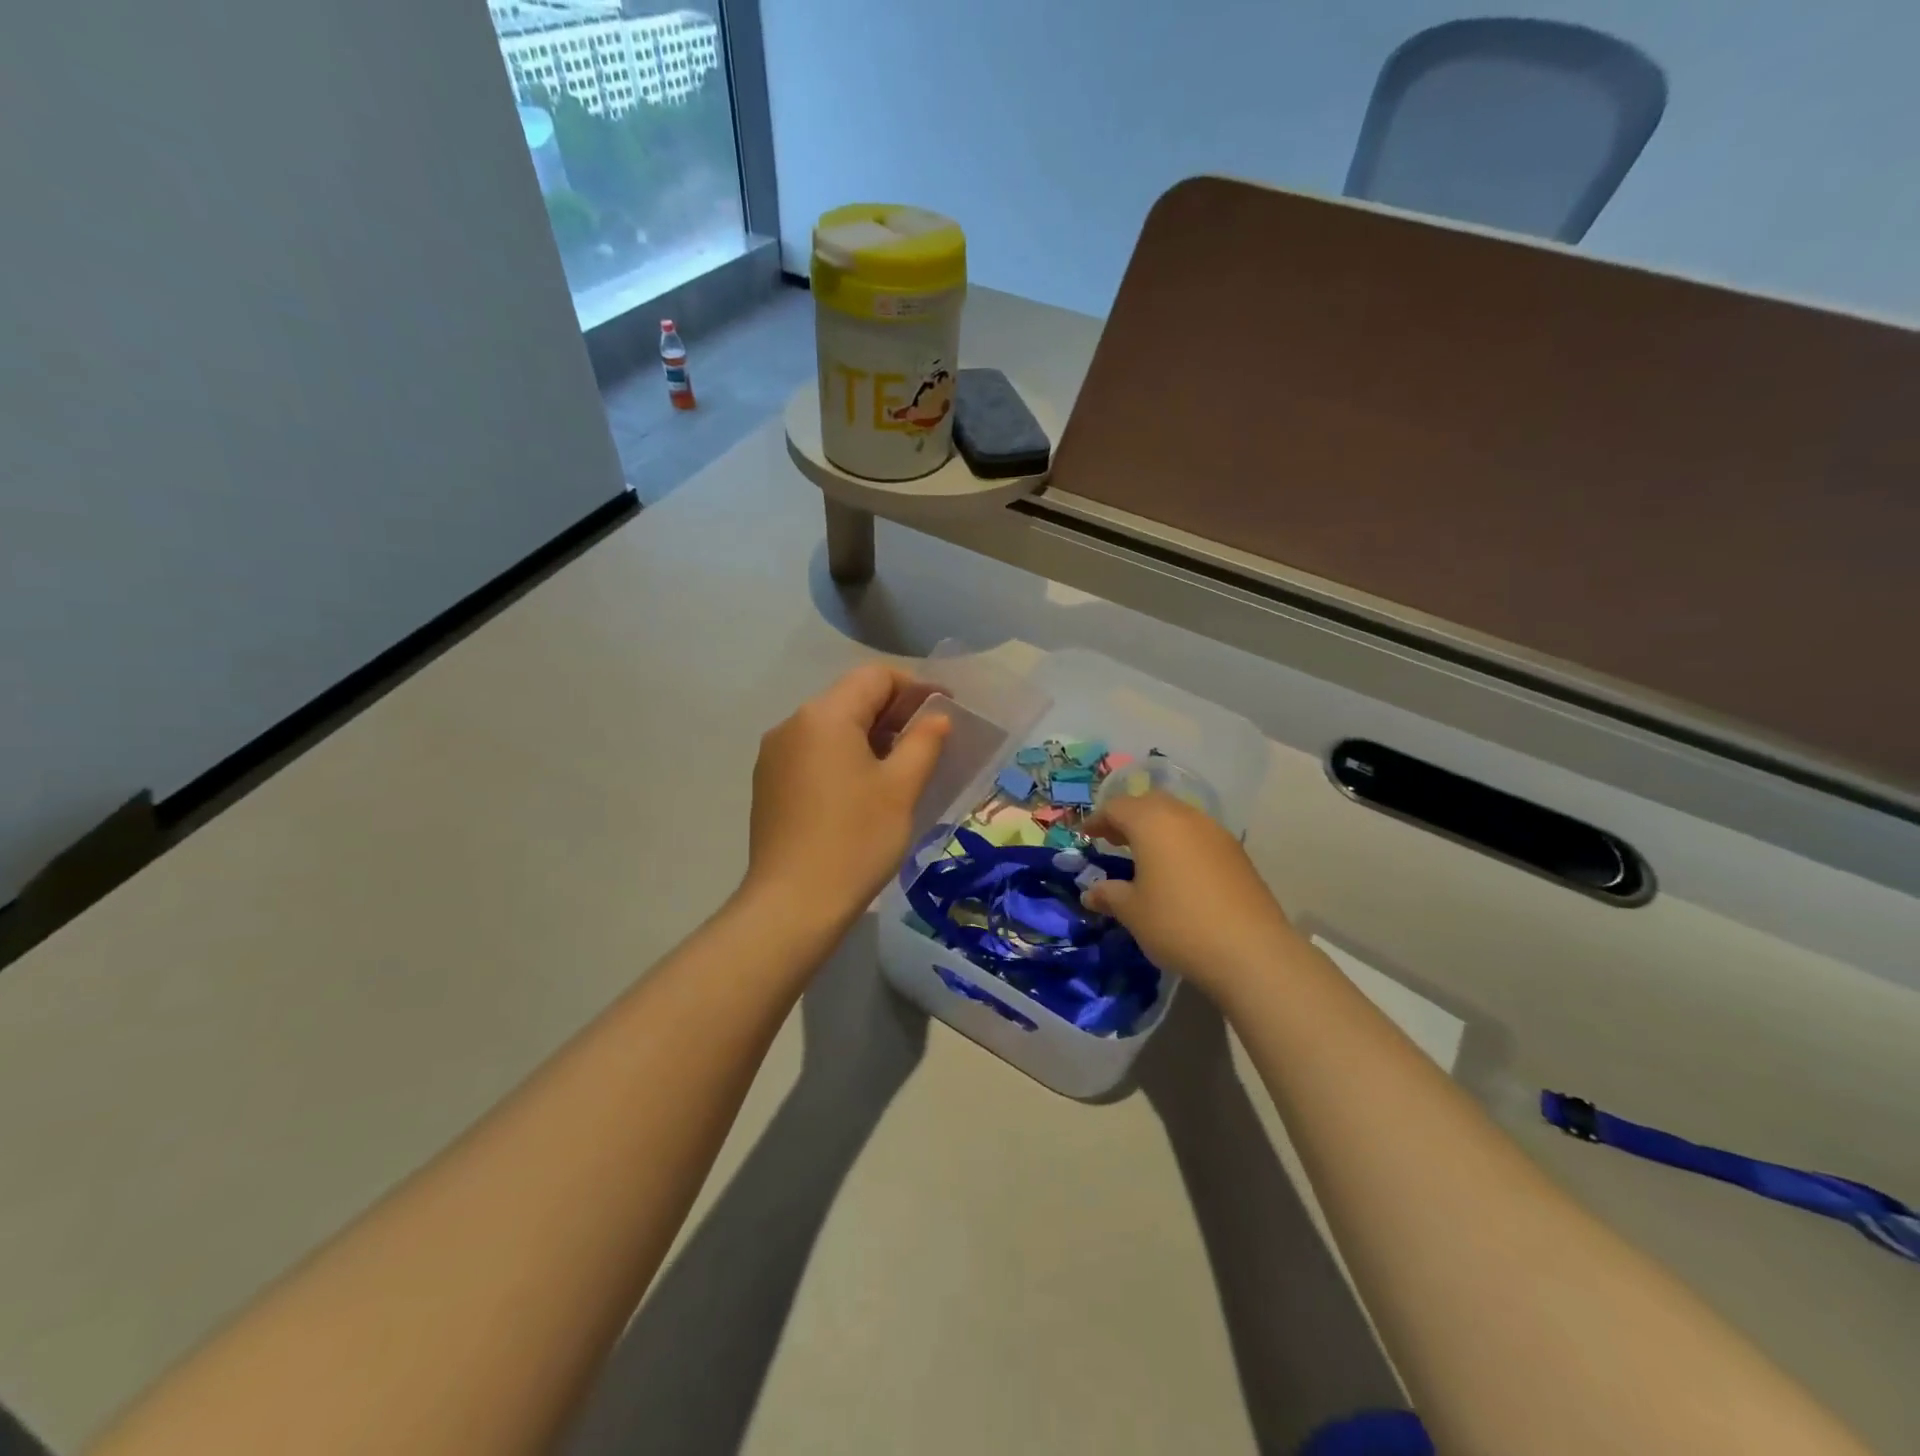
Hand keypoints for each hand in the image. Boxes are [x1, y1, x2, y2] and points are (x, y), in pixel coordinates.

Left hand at [743, 663, 950, 930]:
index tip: (946, 712)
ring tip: (901, 766)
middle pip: (851, 698)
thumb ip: (924, 742)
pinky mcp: (769, 783)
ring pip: (831, 726)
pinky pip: (813, 752)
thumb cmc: (855, 840)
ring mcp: (775, 754)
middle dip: (894, 711)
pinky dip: (844, 756)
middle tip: (930, 741)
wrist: (793, 904)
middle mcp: (792, 724)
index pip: (876, 677)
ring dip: (870, 735)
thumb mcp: (901, 788)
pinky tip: (864, 788)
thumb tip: (937, 717)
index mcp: (824, 715)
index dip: (916, 688)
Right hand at [1080, 792, 1301, 1001]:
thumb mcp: (1132, 912)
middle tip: (1113, 840)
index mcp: (1152, 823)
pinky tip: (1177, 871)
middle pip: (1149, 803)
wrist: (1251, 950)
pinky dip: (1180, 842)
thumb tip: (1091, 892)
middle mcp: (1184, 817)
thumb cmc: (1178, 924)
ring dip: (1156, 828)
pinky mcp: (1237, 853)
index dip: (1098, 819)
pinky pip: (1199, 835)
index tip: (1086, 835)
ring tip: (1144, 855)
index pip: (1117, 807)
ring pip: (1178, 816)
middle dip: (1128, 817)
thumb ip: (1109, 895)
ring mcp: (1216, 833)